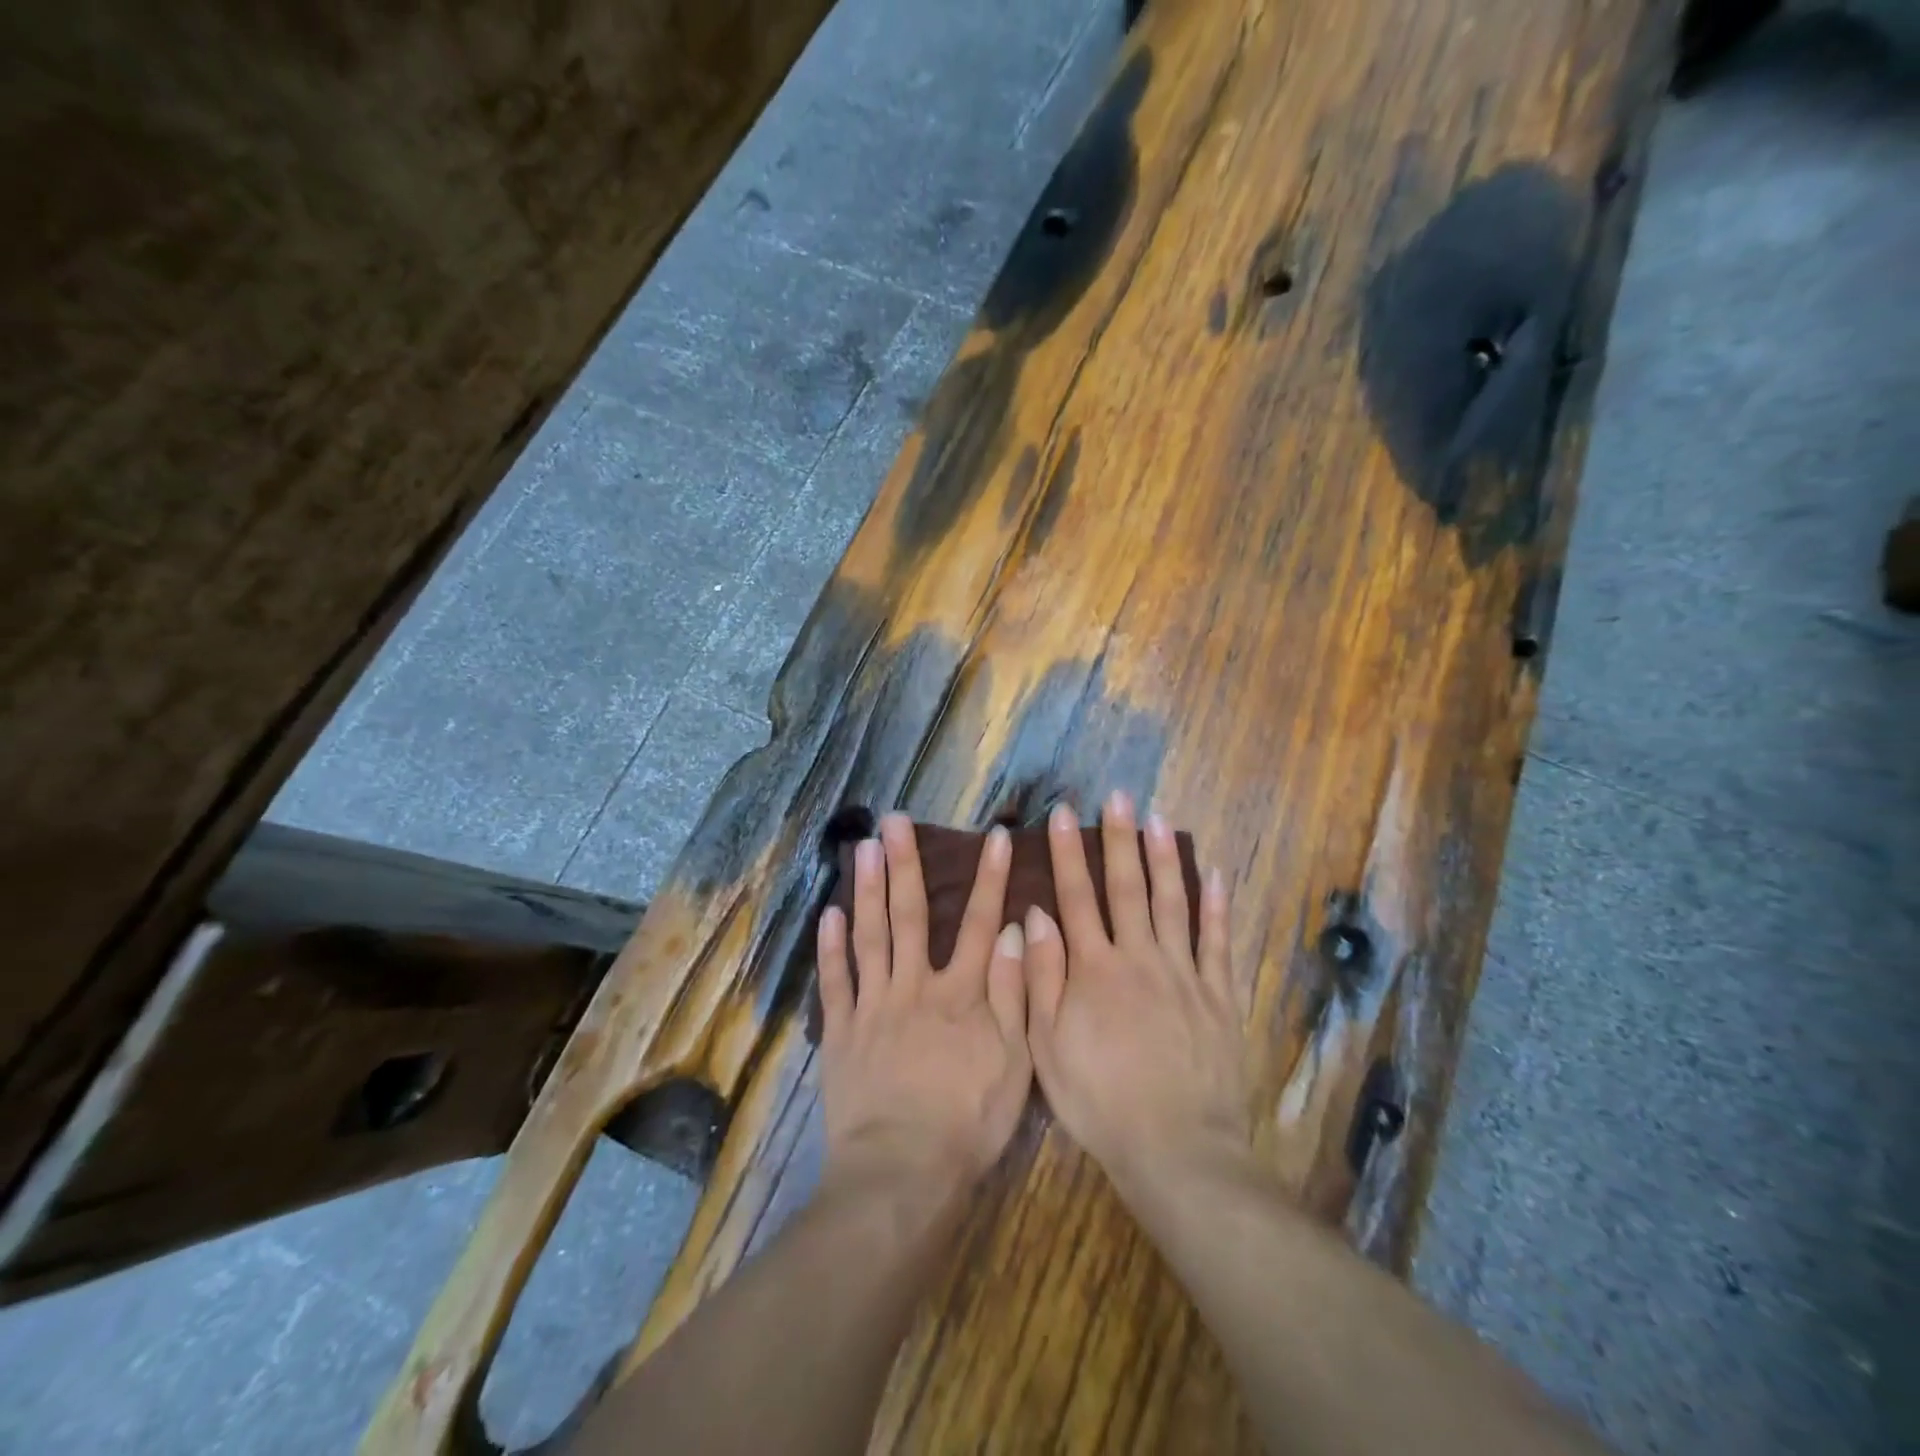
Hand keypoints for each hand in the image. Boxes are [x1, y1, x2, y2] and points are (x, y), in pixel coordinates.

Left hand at [817, 814, 1031, 1199]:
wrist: (902, 1173)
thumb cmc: (968, 1122)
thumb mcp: (1015, 1063)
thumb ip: (1013, 993)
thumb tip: (1012, 931)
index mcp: (960, 994)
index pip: (978, 923)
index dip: (988, 878)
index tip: (994, 835)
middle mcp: (914, 987)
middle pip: (909, 916)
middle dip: (906, 864)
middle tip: (894, 820)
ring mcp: (873, 1006)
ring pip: (869, 936)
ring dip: (867, 889)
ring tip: (863, 847)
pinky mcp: (842, 1032)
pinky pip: (836, 981)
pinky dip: (831, 947)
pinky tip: (829, 913)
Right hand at [1023, 793, 1248, 1203]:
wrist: (1176, 1148)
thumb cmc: (1099, 1100)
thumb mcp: (1047, 1046)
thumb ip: (1042, 977)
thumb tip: (1036, 916)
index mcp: (1094, 969)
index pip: (1077, 896)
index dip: (1067, 852)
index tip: (1061, 814)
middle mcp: (1140, 958)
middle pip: (1127, 887)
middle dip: (1119, 838)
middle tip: (1117, 796)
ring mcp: (1184, 974)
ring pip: (1173, 903)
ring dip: (1165, 858)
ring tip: (1159, 820)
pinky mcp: (1218, 996)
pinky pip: (1219, 943)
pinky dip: (1218, 907)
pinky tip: (1216, 875)